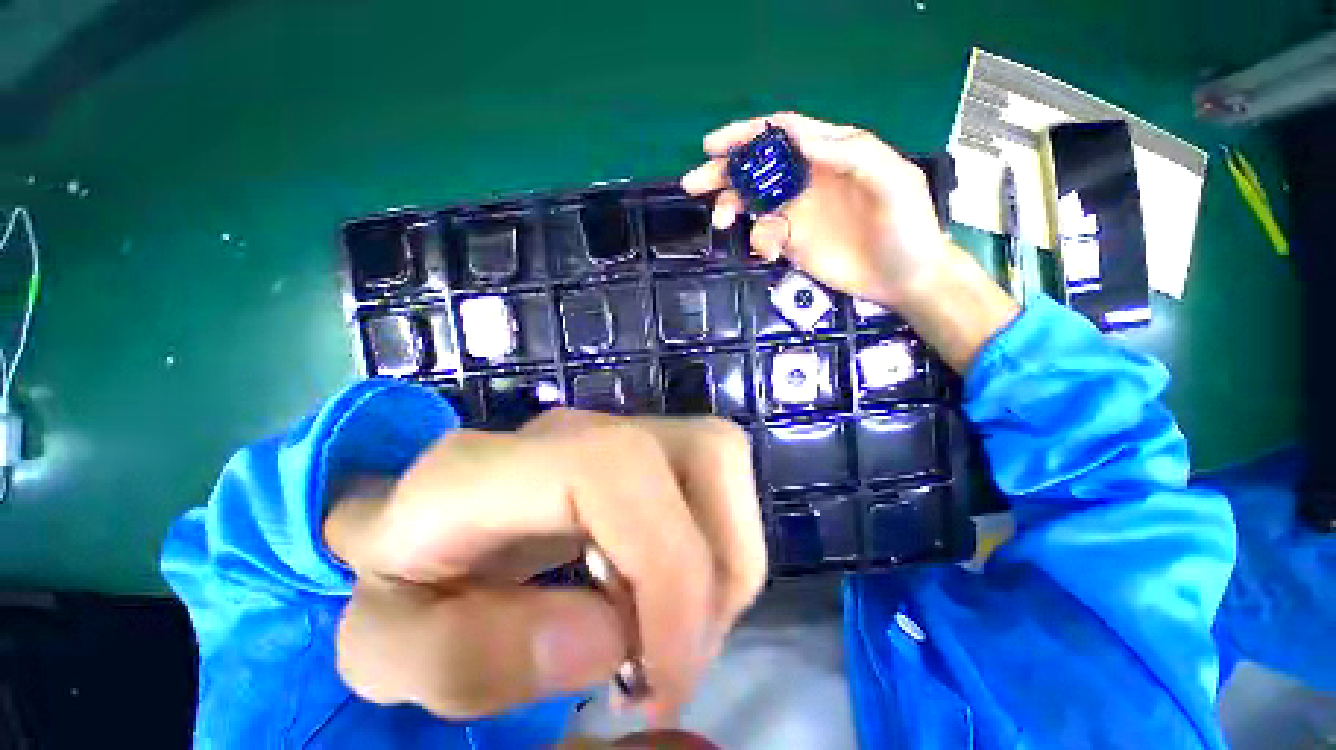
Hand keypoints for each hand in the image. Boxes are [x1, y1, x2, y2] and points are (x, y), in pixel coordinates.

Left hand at [324, 409, 765, 725]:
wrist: (422, 525)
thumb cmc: (400, 587)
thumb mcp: (386, 651)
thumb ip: (465, 658)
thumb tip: (610, 637)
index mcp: (489, 465)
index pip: (617, 468)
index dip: (668, 567)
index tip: (660, 675)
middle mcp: (574, 428)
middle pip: (707, 451)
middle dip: (719, 567)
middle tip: (671, 657)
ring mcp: (617, 429)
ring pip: (723, 461)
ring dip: (723, 559)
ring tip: (671, 630)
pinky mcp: (643, 445)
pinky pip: (716, 480)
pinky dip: (717, 547)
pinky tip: (666, 596)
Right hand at [680, 112, 951, 308]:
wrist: (904, 279)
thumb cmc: (906, 227)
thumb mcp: (892, 181)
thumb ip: (852, 154)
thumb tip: (799, 141)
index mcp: (832, 153)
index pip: (782, 134)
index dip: (747, 135)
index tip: (714, 146)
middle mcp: (808, 179)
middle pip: (758, 168)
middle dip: (724, 172)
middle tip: (693, 183)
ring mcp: (798, 213)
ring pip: (753, 202)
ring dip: (731, 207)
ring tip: (720, 220)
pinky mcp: (792, 242)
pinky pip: (763, 235)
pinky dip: (758, 241)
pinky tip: (770, 252)